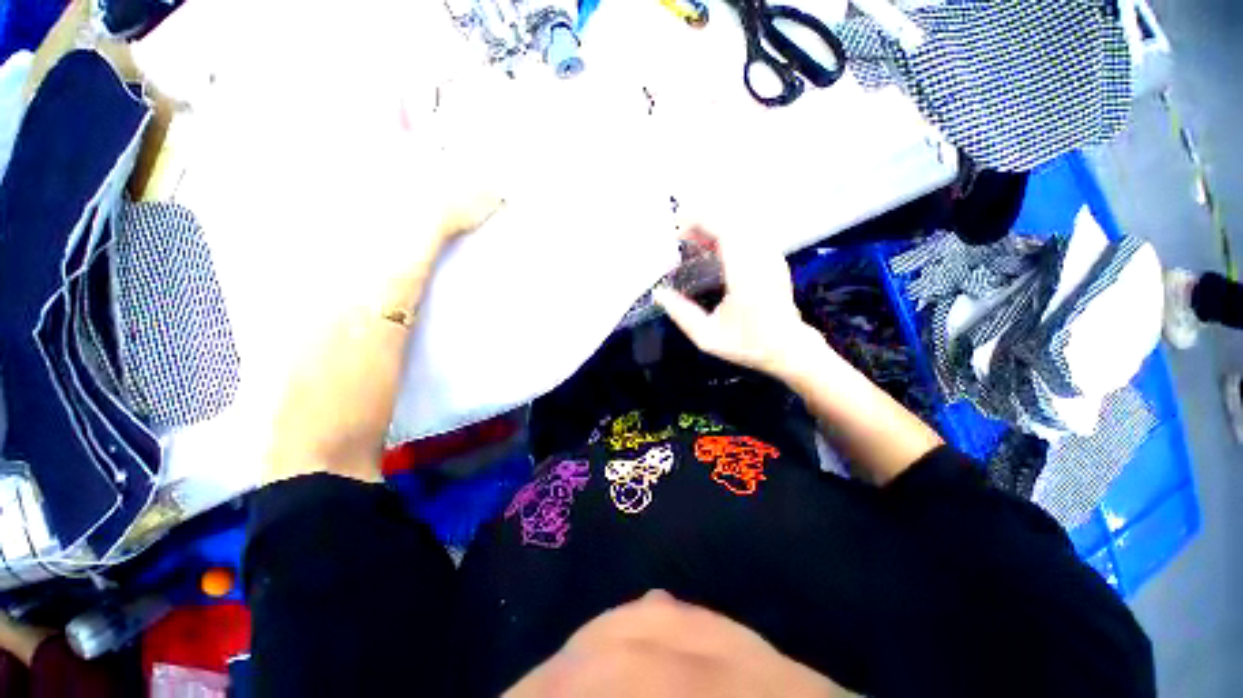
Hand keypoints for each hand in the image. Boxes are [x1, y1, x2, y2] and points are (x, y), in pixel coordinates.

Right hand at [654, 225, 826, 379]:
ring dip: (713, 224)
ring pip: (740, 221)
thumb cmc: (748, 344)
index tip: (676, 232)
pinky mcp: (772, 255)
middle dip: (702, 219)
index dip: (699, 221)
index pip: (726, 230)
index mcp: (746, 277)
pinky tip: (710, 246)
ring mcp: (770, 254)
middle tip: (679, 237)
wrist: (788, 347)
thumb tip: (659, 294)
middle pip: (731, 219)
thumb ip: (682, 315)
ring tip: (691, 240)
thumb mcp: (708, 338)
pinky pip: (747, 231)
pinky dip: (725, 231)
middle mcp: (761, 258)